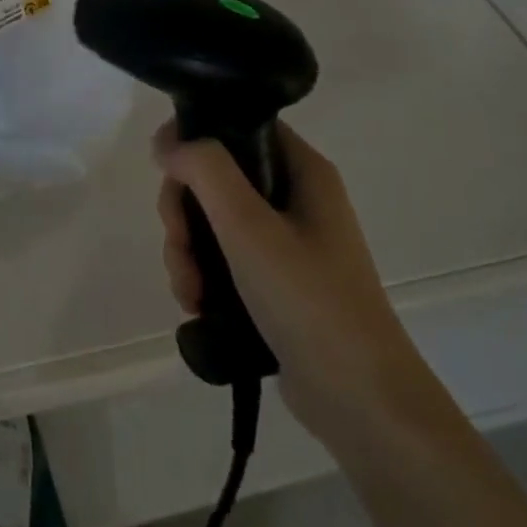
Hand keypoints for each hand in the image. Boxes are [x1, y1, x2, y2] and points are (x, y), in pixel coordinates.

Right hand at [155, 121, 439, 448]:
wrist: (360, 401)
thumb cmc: (308, 300)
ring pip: (212, 222)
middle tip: (178, 244)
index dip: (195, 137)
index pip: (238, 125)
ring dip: (187, 251)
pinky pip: (223, 259)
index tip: (166, 169)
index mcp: (302, 170)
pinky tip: (198, 305)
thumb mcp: (248, 225)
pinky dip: (203, 277)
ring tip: (190, 291)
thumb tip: (168, 142)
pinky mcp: (276, 282)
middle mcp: (295, 197)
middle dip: (184, 211)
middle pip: (216, 177)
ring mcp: (286, 242)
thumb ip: (204, 170)